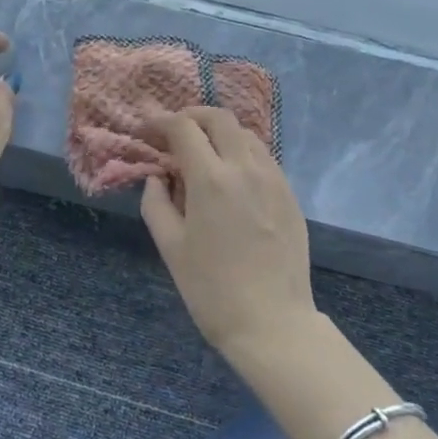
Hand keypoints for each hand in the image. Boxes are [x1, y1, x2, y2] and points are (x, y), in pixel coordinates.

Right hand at [140, 107, 316, 360]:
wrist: (272, 322)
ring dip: (220, 133)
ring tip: (203, 153)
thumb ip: (156, 203)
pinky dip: (242, 153)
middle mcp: (245, 167)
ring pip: (245, 134)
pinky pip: (263, 157)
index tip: (148, 131)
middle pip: (220, 118)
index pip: (184, 128)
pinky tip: (231, 177)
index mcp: (211, 179)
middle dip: (192, 116)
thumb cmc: (211, 289)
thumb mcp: (171, 247)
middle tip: (174, 133)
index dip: (161, 122)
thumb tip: (158, 177)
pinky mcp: (290, 194)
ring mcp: (273, 178)